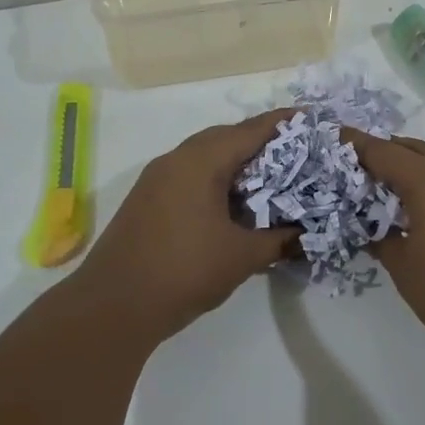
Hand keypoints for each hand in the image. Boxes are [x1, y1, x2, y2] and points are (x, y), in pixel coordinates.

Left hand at [72, 110, 299, 337]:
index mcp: (201, 161)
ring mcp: (156, 179)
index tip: (310, 119)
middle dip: (259, 142)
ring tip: (267, 178)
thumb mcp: (242, 257)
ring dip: (234, 162)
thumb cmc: (184, 271)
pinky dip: (214, 179)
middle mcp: (176, 159)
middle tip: (294, 153)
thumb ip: (278, 241)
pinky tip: (230, 203)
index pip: (250, 131)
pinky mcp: (146, 199)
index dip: (283, 124)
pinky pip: (188, 175)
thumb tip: (304, 236)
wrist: (114, 304)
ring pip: (203, 156)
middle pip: (225, 137)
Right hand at [344, 132, 424, 363]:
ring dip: (412, 168)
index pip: (381, 151)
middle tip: (358, 170)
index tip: (332, 138)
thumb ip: (382, 241)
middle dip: (383, 153)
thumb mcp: (406, 270)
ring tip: (390, 191)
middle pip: (411, 148)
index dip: (354, 144)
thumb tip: (373, 230)